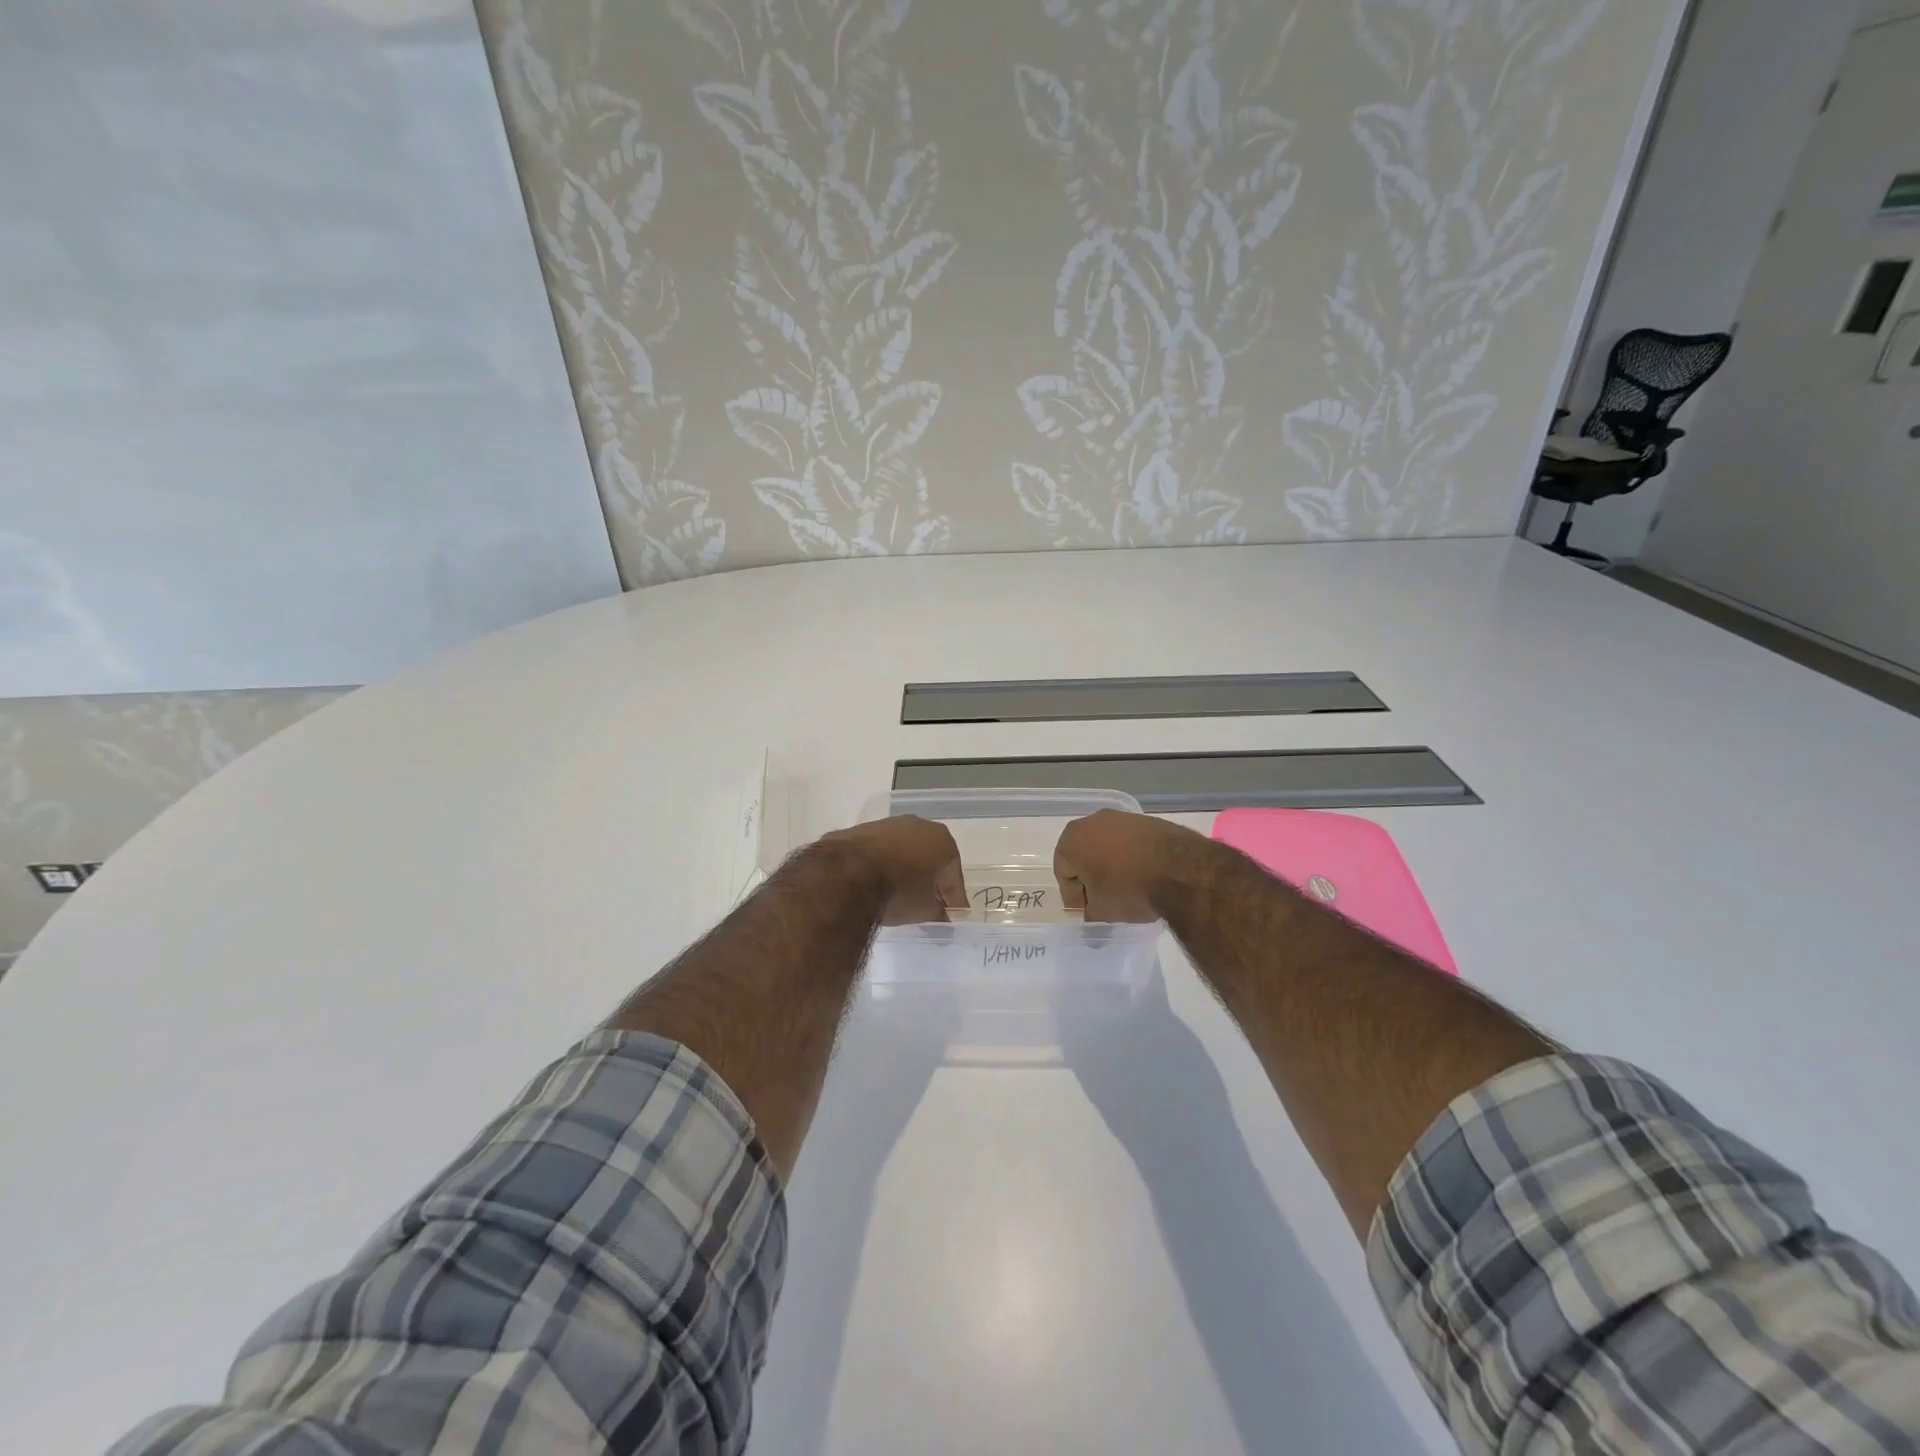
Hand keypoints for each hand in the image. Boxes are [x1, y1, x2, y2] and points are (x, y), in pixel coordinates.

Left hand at [820, 816, 967, 924]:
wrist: (847, 874)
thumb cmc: (898, 890)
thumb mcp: (923, 910)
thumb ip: (938, 912)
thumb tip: (941, 914)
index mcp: (942, 840)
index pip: (953, 875)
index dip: (954, 897)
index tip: (953, 915)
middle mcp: (919, 825)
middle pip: (930, 857)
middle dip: (930, 880)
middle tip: (928, 903)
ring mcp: (888, 824)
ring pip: (904, 850)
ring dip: (905, 869)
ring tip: (899, 894)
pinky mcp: (862, 830)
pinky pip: (880, 851)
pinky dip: (882, 864)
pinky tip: (876, 883)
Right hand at [1053, 809, 1205, 922]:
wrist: (1180, 870)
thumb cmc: (1128, 888)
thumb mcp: (1102, 911)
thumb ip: (1090, 913)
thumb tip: (1092, 916)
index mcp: (1073, 838)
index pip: (1063, 871)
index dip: (1073, 896)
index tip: (1086, 912)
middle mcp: (1094, 821)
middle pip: (1084, 854)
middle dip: (1091, 878)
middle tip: (1101, 901)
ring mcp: (1123, 818)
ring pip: (1109, 847)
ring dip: (1112, 867)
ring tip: (1126, 890)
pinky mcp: (1149, 821)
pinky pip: (1132, 843)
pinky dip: (1133, 858)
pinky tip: (1144, 877)